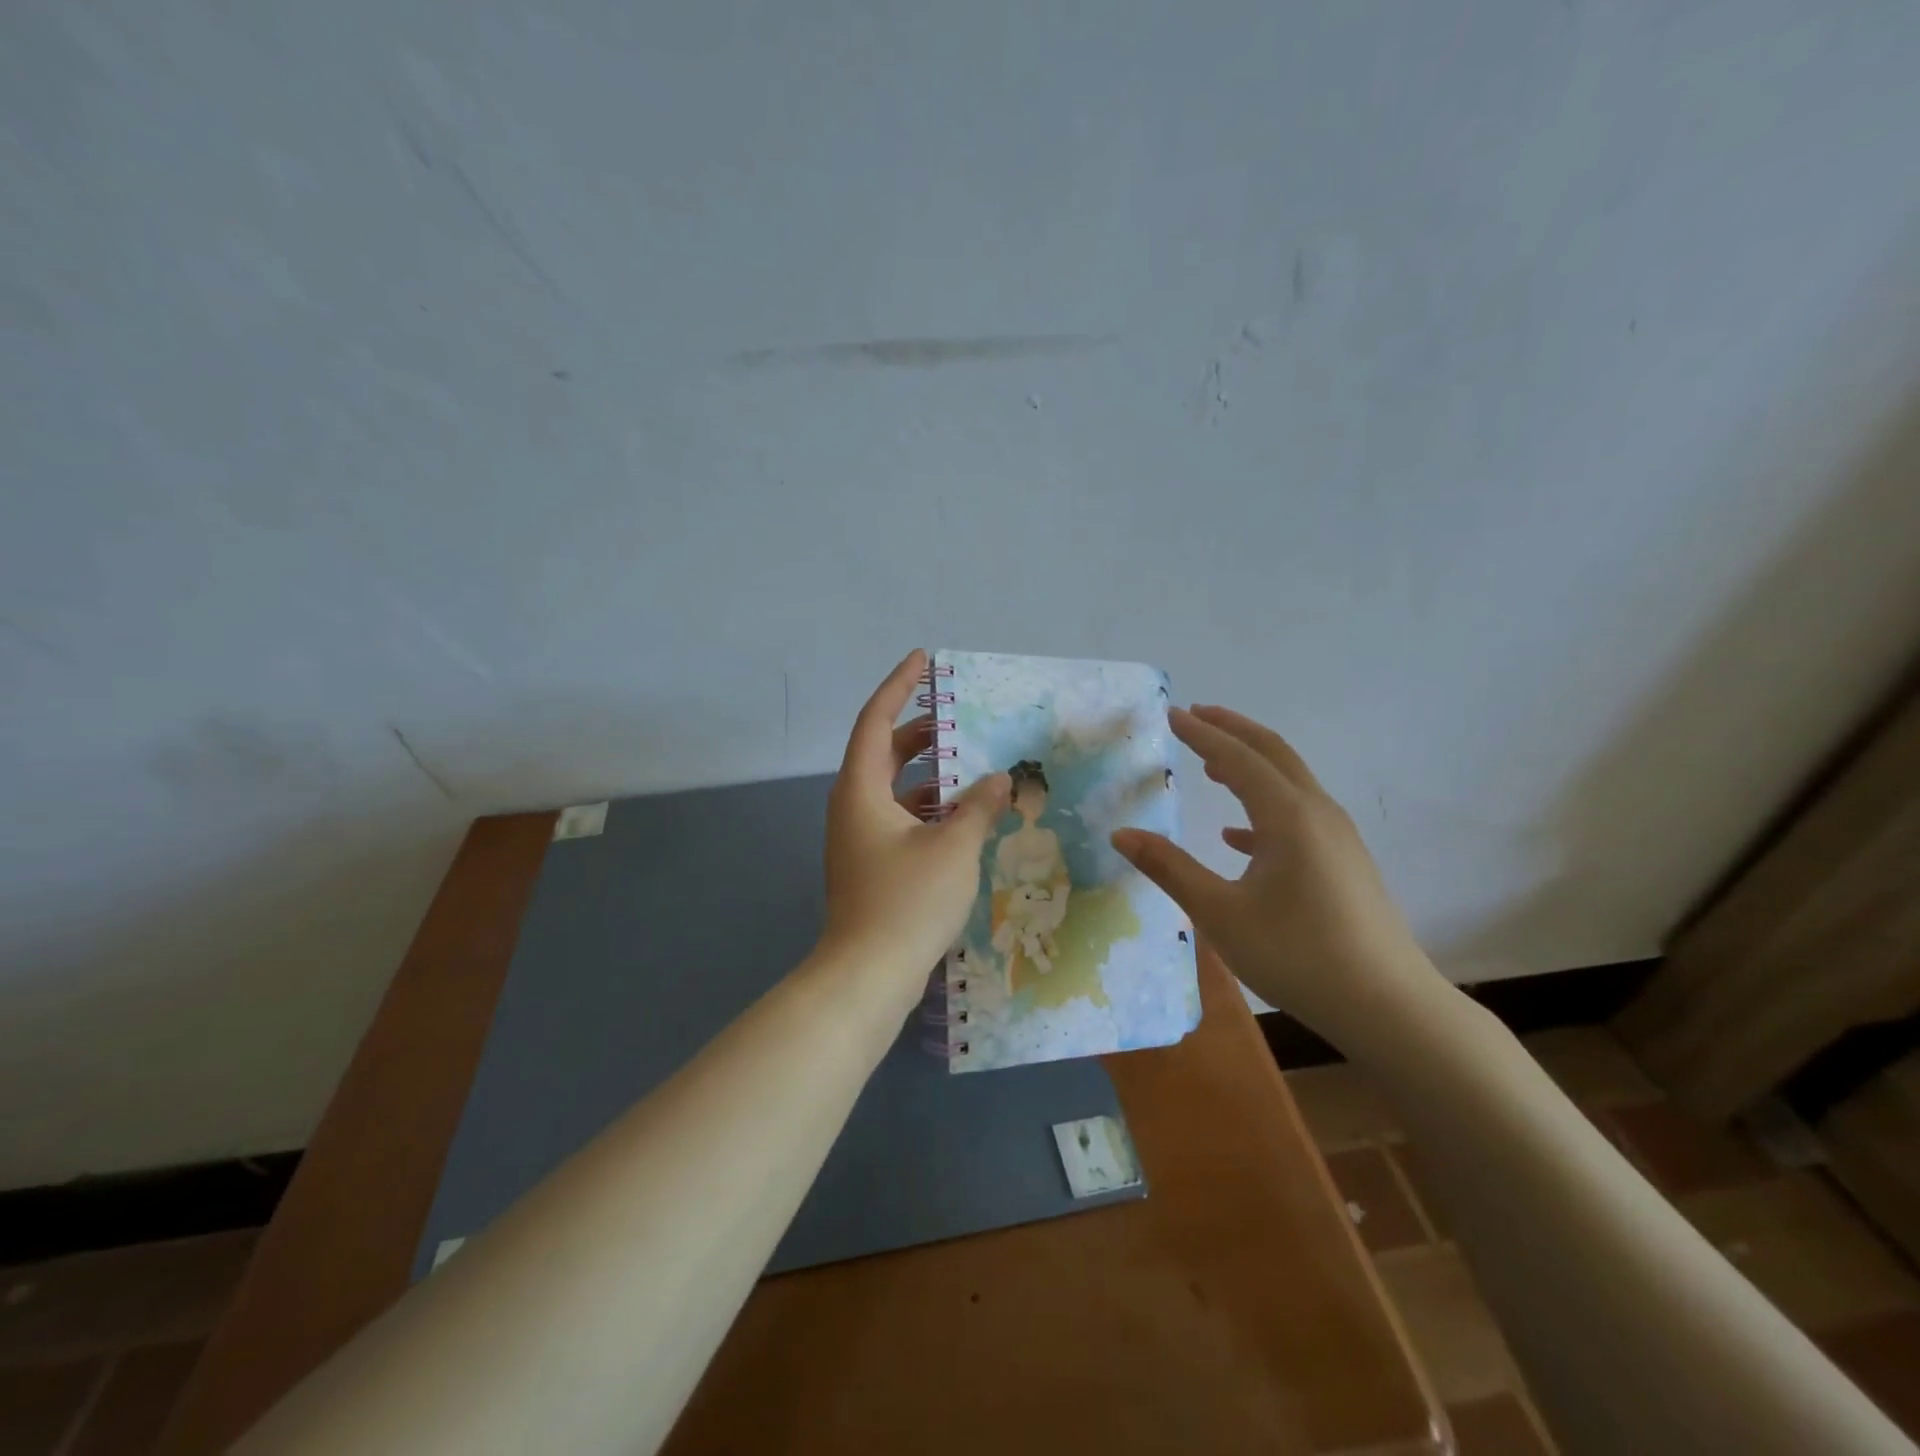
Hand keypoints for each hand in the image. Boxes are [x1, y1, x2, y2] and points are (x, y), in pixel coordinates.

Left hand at [819, 651, 1008, 1010]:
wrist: (867, 976)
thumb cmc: (907, 901)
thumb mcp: (953, 848)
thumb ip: (979, 808)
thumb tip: (1000, 780)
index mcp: (861, 790)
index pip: (876, 721)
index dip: (899, 686)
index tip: (923, 660)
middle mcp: (853, 807)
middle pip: (884, 753)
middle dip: (920, 731)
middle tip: (957, 716)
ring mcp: (859, 839)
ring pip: (893, 789)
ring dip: (929, 775)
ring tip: (972, 765)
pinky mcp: (870, 865)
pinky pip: (900, 819)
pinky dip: (928, 809)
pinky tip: (964, 817)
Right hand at [1110, 705, 1436, 1041]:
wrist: (1387, 1006)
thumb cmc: (1297, 954)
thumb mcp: (1220, 913)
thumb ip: (1169, 868)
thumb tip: (1121, 834)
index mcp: (1288, 816)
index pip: (1237, 757)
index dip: (1201, 733)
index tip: (1171, 714)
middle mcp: (1317, 813)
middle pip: (1272, 753)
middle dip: (1232, 730)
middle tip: (1196, 715)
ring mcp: (1337, 837)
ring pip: (1289, 782)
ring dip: (1250, 764)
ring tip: (1212, 764)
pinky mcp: (1344, 862)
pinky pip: (1299, 817)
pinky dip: (1264, 809)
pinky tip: (1237, 838)